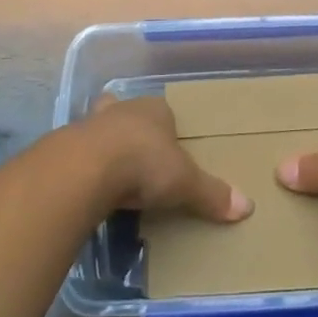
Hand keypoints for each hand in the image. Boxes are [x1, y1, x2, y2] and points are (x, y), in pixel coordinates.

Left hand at [80, 95, 252, 222]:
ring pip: (102, 127)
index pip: (165, 112)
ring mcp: (93, 124)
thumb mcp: (185, 182)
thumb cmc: (145, 163)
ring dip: (106, 143)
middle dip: (133, 129)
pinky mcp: (69, 144)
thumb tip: (248, 207)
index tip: (170, 147)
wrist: (87, 167)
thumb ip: (212, 194)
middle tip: (139, 154)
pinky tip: (89, 182)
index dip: (168, 127)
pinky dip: (86, 164)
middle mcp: (125, 109)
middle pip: (131, 114)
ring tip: (111, 168)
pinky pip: (82, 151)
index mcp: (156, 110)